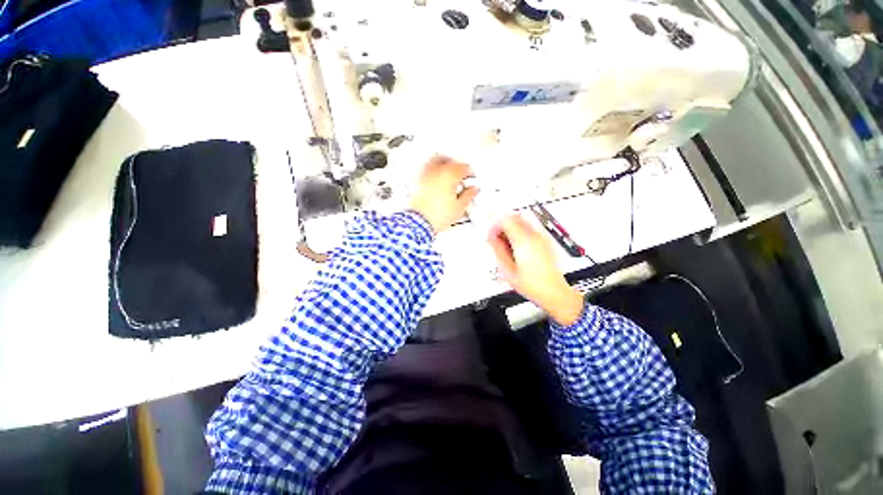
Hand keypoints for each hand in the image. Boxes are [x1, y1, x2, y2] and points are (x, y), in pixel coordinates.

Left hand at [409, 155, 479, 232]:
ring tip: (448, 174)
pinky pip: (426, 170)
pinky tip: (435, 179)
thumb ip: (468, 195)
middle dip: (456, 165)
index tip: (471, 178)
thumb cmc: (437, 215)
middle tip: (460, 172)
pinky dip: (432, 171)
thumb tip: (473, 190)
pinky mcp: (417, 182)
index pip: (463, 168)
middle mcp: (436, 171)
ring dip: (443, 165)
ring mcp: (425, 175)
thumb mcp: (459, 207)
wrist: (419, 222)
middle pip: (448, 160)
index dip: (470, 173)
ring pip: (435, 162)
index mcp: (450, 175)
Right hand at [487, 215, 584, 325]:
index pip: (506, 220)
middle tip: (496, 238)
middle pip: (515, 217)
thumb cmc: (533, 285)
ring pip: (522, 221)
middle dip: (502, 225)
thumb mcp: (507, 270)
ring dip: (511, 228)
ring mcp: (541, 238)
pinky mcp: (545, 242)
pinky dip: (519, 232)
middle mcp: (534, 236)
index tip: (490, 235)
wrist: (553, 292)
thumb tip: (491, 239)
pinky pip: (529, 229)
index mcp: (523, 242)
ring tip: (506, 244)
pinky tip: (516, 247)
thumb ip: (498, 251)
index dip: (495, 225)